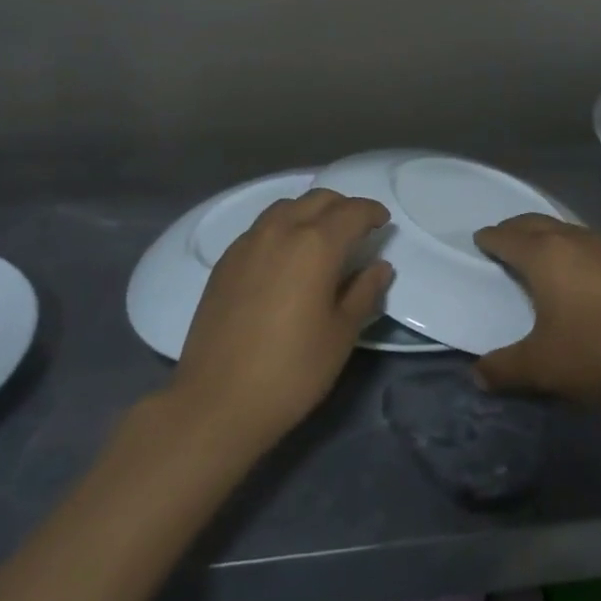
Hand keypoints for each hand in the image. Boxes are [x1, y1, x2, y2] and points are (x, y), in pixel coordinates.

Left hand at [172, 188, 391, 446]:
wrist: (217, 401)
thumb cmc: (292, 370)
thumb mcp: (341, 334)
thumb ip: (364, 292)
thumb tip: (380, 266)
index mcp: (315, 245)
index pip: (351, 212)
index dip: (372, 212)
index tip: (383, 222)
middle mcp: (280, 231)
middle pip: (317, 199)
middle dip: (342, 207)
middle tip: (357, 229)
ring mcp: (247, 243)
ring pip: (285, 207)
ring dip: (309, 212)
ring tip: (321, 238)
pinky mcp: (225, 261)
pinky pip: (261, 227)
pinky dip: (282, 227)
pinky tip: (286, 256)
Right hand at [473, 214, 600, 410]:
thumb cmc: (600, 352)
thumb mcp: (543, 367)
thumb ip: (504, 369)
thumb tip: (477, 375)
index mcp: (543, 255)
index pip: (506, 237)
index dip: (490, 238)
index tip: (479, 240)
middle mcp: (571, 240)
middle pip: (534, 222)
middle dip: (514, 228)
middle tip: (501, 239)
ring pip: (564, 228)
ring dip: (544, 233)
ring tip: (536, 251)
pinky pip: (586, 242)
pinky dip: (569, 246)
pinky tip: (577, 270)